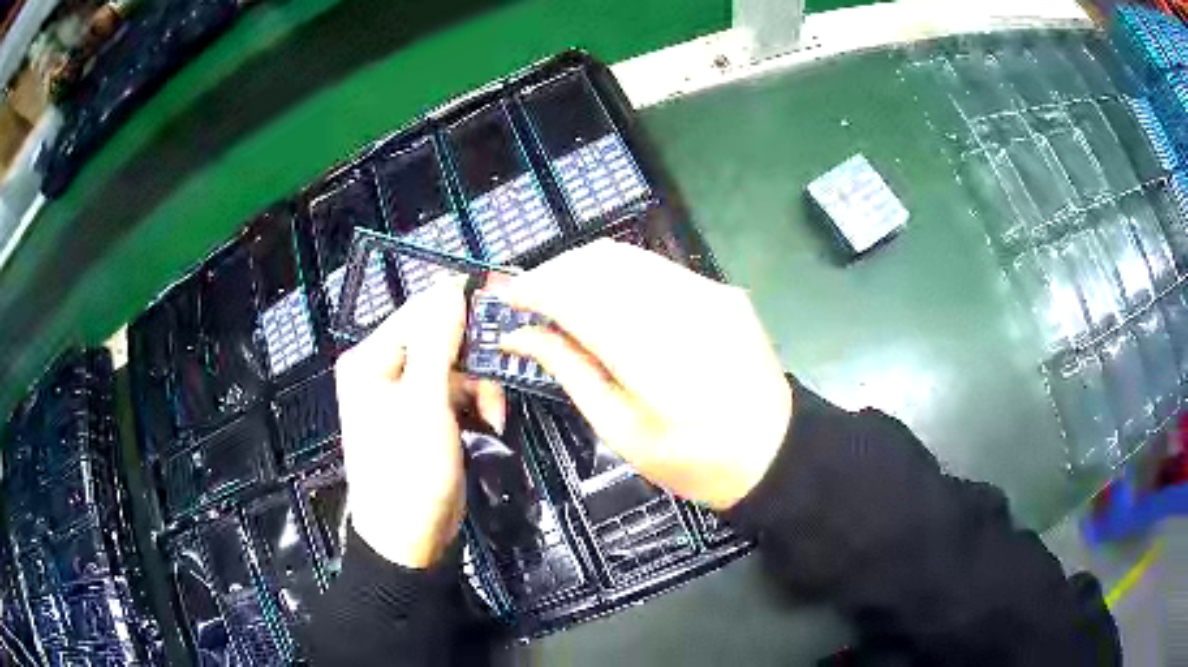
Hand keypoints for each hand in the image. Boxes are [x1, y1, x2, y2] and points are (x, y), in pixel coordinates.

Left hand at [335, 281, 504, 567]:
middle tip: (506, 369)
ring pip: (454, 366)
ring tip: (495, 415)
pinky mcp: (424, 416)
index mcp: (371, 359)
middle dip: (475, 357)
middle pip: (439, 338)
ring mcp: (404, 394)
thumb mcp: (424, 403)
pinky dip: (476, 403)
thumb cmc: (409, 472)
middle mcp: (384, 370)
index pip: (419, 310)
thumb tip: (451, 288)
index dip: (461, 301)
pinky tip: (489, 423)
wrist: (409, 540)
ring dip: (481, 385)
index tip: (504, 295)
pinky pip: (455, 392)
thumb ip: (436, 342)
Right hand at [493, 240, 791, 509]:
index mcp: (652, 355)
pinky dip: (619, 275)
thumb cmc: (692, 460)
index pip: (576, 295)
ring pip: (627, 256)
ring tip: (560, 297)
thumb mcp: (622, 430)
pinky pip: (655, 268)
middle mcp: (681, 308)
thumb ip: (570, 371)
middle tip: (529, 300)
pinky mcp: (722, 291)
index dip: (533, 289)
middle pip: (599, 262)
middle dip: (553, 271)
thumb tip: (520, 334)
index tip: (506, 299)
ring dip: (583, 269)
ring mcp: (708, 292)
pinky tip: (607, 299)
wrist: (774, 452)